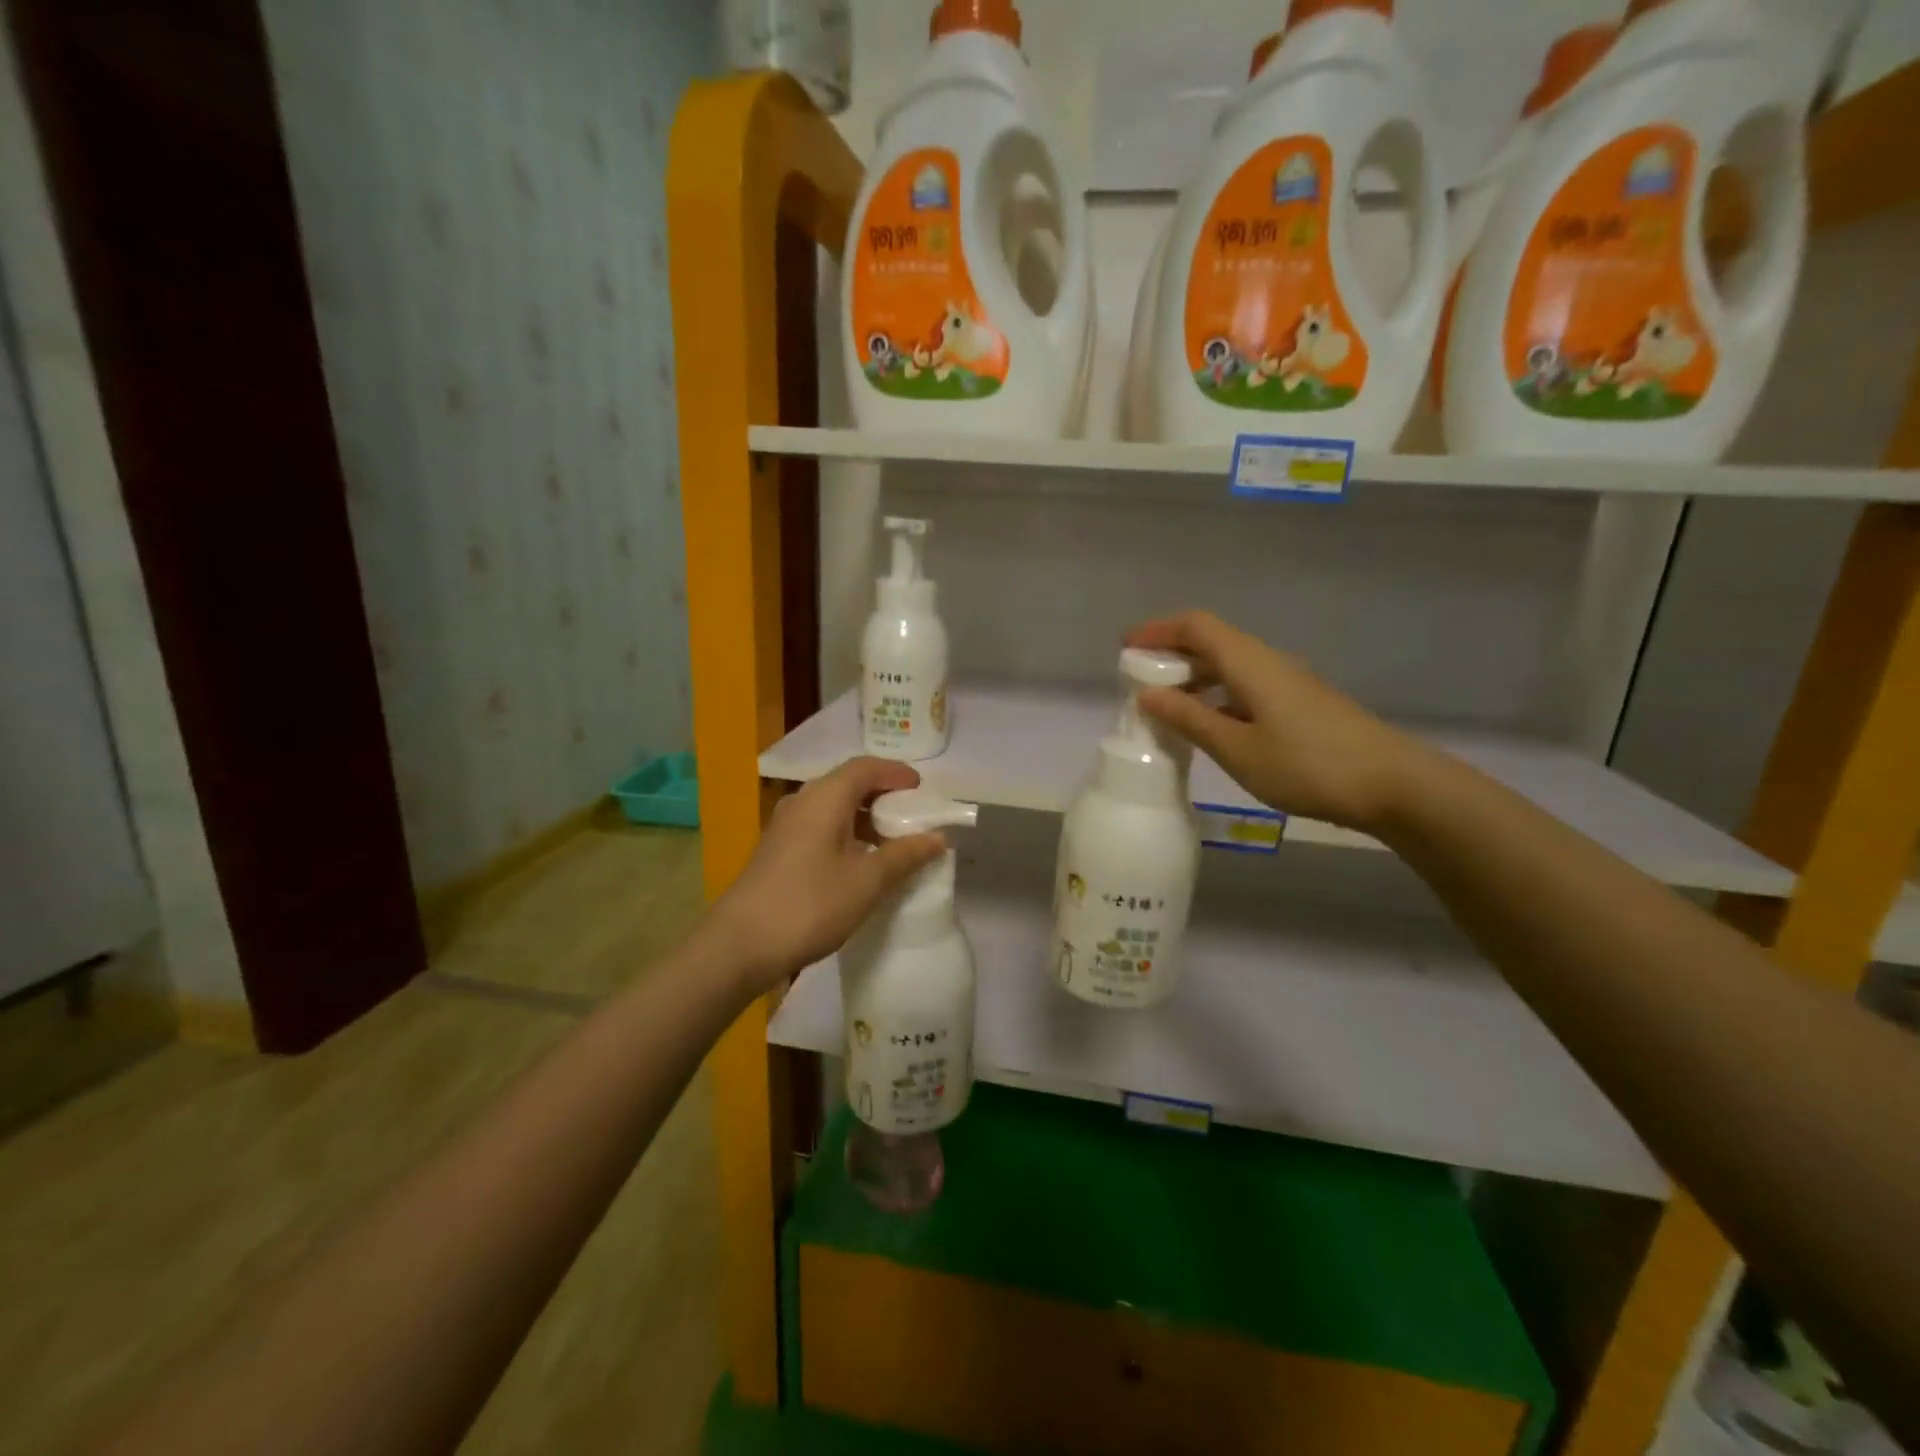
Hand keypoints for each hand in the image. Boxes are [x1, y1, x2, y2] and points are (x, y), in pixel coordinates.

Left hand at [707, 757, 945, 995]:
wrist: (740, 945)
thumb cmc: (810, 904)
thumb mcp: (867, 881)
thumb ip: (905, 855)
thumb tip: (937, 837)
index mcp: (825, 797)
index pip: (865, 767)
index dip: (896, 773)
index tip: (922, 790)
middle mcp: (802, 802)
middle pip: (847, 783)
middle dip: (882, 795)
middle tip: (912, 816)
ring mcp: (785, 826)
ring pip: (832, 807)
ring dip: (863, 817)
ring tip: (892, 841)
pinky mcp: (777, 850)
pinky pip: (819, 827)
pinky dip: (845, 833)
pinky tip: (859, 861)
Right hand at [1125, 610, 1426, 833]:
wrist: (1392, 785)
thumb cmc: (1308, 765)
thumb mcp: (1238, 748)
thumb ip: (1190, 719)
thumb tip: (1148, 694)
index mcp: (1250, 663)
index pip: (1196, 626)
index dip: (1158, 630)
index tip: (1126, 647)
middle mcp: (1268, 662)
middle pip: (1212, 641)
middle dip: (1171, 654)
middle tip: (1138, 680)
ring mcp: (1289, 682)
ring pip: (1230, 665)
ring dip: (1194, 677)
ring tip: (1166, 706)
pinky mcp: (1301, 704)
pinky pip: (1246, 686)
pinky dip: (1217, 695)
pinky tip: (1209, 725)